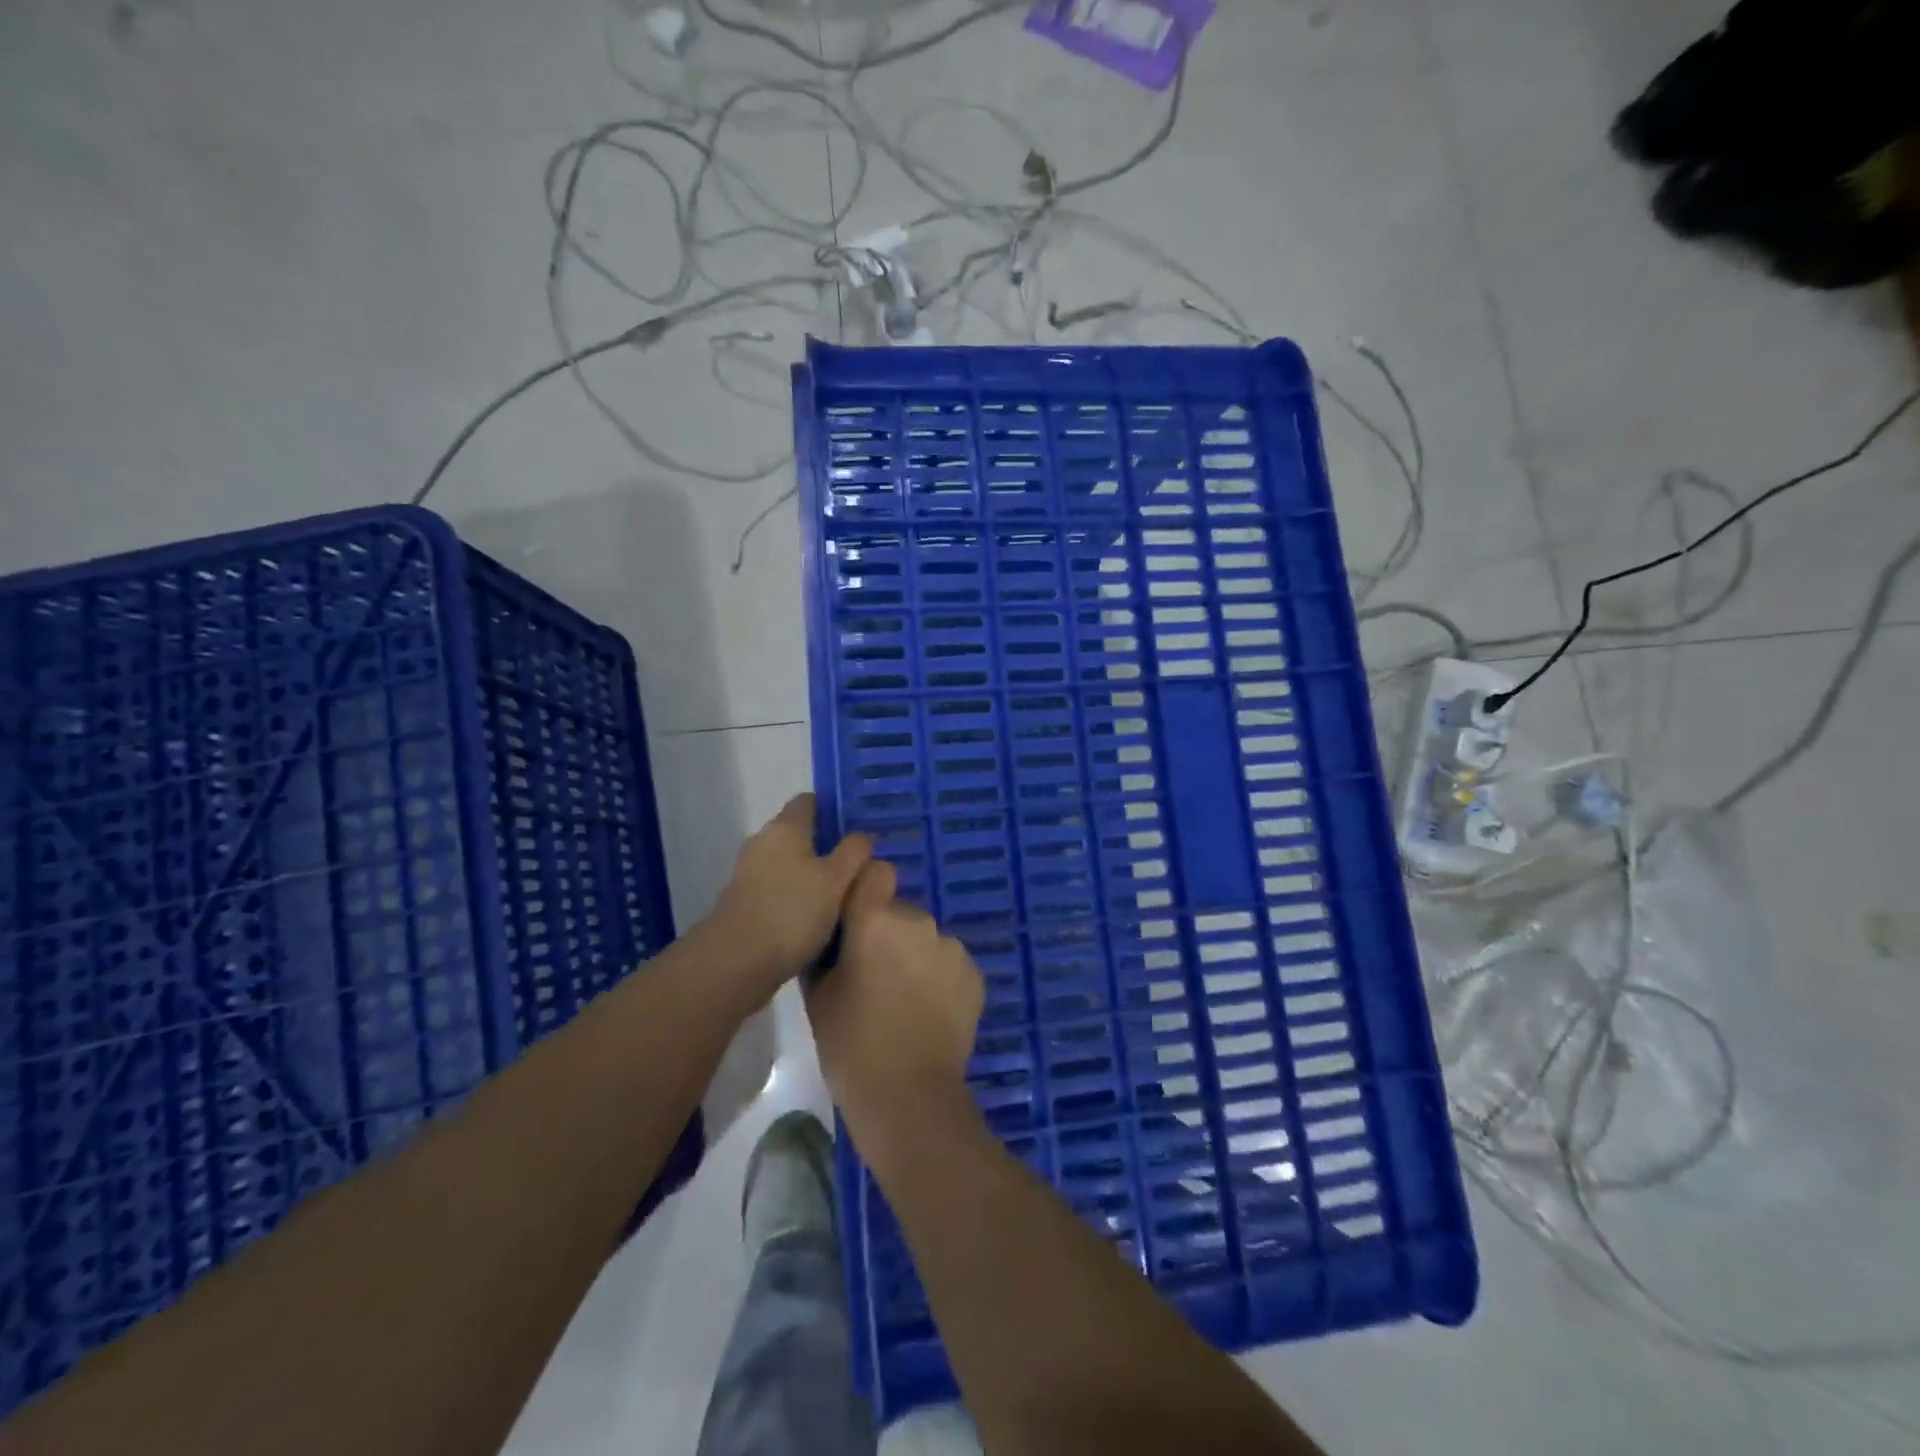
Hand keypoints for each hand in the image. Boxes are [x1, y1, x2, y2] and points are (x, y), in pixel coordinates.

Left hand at [711, 794, 871, 1001]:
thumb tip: (862, 835)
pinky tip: (815, 918)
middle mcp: (762, 841)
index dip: (835, 810)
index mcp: (785, 827)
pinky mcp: (743, 901)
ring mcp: (749, 872)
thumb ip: (854, 852)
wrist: (736, 962)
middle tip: (858, 866)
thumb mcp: (836, 879)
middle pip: (800, 833)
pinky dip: (796, 896)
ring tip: (841, 896)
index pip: (810, 801)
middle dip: (827, 846)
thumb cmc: (793, 911)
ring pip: (789, 863)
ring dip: (812, 874)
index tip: (858, 831)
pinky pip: (778, 888)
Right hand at [804, 860, 984, 1161]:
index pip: (875, 872)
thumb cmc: (851, 1045)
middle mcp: (920, 921)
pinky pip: (949, 963)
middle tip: (874, 975)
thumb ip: (827, 951)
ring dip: (915, 956)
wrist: (909, 1096)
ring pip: (926, 938)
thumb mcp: (818, 995)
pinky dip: (939, 978)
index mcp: (876, 920)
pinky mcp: (975, 974)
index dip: (865, 889)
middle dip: (887, 933)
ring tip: (904, 1000)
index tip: (855, 918)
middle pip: (900, 911)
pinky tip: (929, 1013)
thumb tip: (834, 936)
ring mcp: (952, 947)